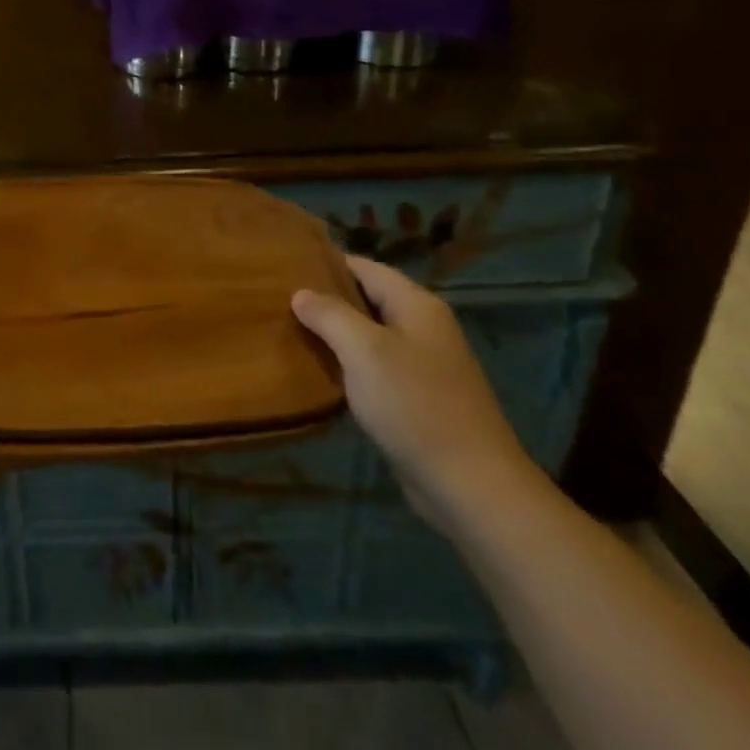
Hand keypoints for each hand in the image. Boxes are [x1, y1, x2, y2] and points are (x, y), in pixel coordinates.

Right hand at [292, 256, 539, 534]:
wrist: (470, 485)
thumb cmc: (414, 404)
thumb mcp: (363, 350)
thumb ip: (329, 315)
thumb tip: (300, 293)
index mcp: (416, 305)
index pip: (364, 267)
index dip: (327, 263)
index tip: (286, 266)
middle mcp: (423, 327)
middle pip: (367, 300)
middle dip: (326, 299)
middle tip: (278, 299)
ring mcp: (423, 365)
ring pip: (368, 336)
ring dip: (334, 335)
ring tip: (289, 331)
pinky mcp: (417, 399)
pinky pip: (375, 368)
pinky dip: (348, 365)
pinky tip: (319, 372)